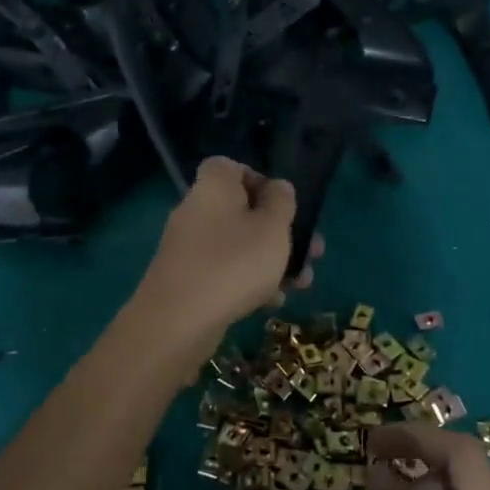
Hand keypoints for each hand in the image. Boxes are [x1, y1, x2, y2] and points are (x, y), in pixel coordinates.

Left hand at [133, 157, 320, 342]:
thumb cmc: (234, 264)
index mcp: (213, 187)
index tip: (283, 203)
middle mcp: (196, 210)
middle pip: (242, 210)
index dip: (259, 180)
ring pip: (238, 245)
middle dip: (279, 231)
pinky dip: (249, 282)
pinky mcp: (187, 279)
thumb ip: (281, 202)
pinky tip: (271, 303)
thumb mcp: (272, 228)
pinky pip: (224, 271)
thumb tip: (277, 188)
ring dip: (271, 260)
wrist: (177, 322)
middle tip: (312, 251)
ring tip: (301, 283)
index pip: (231, 167)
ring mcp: (188, 247)